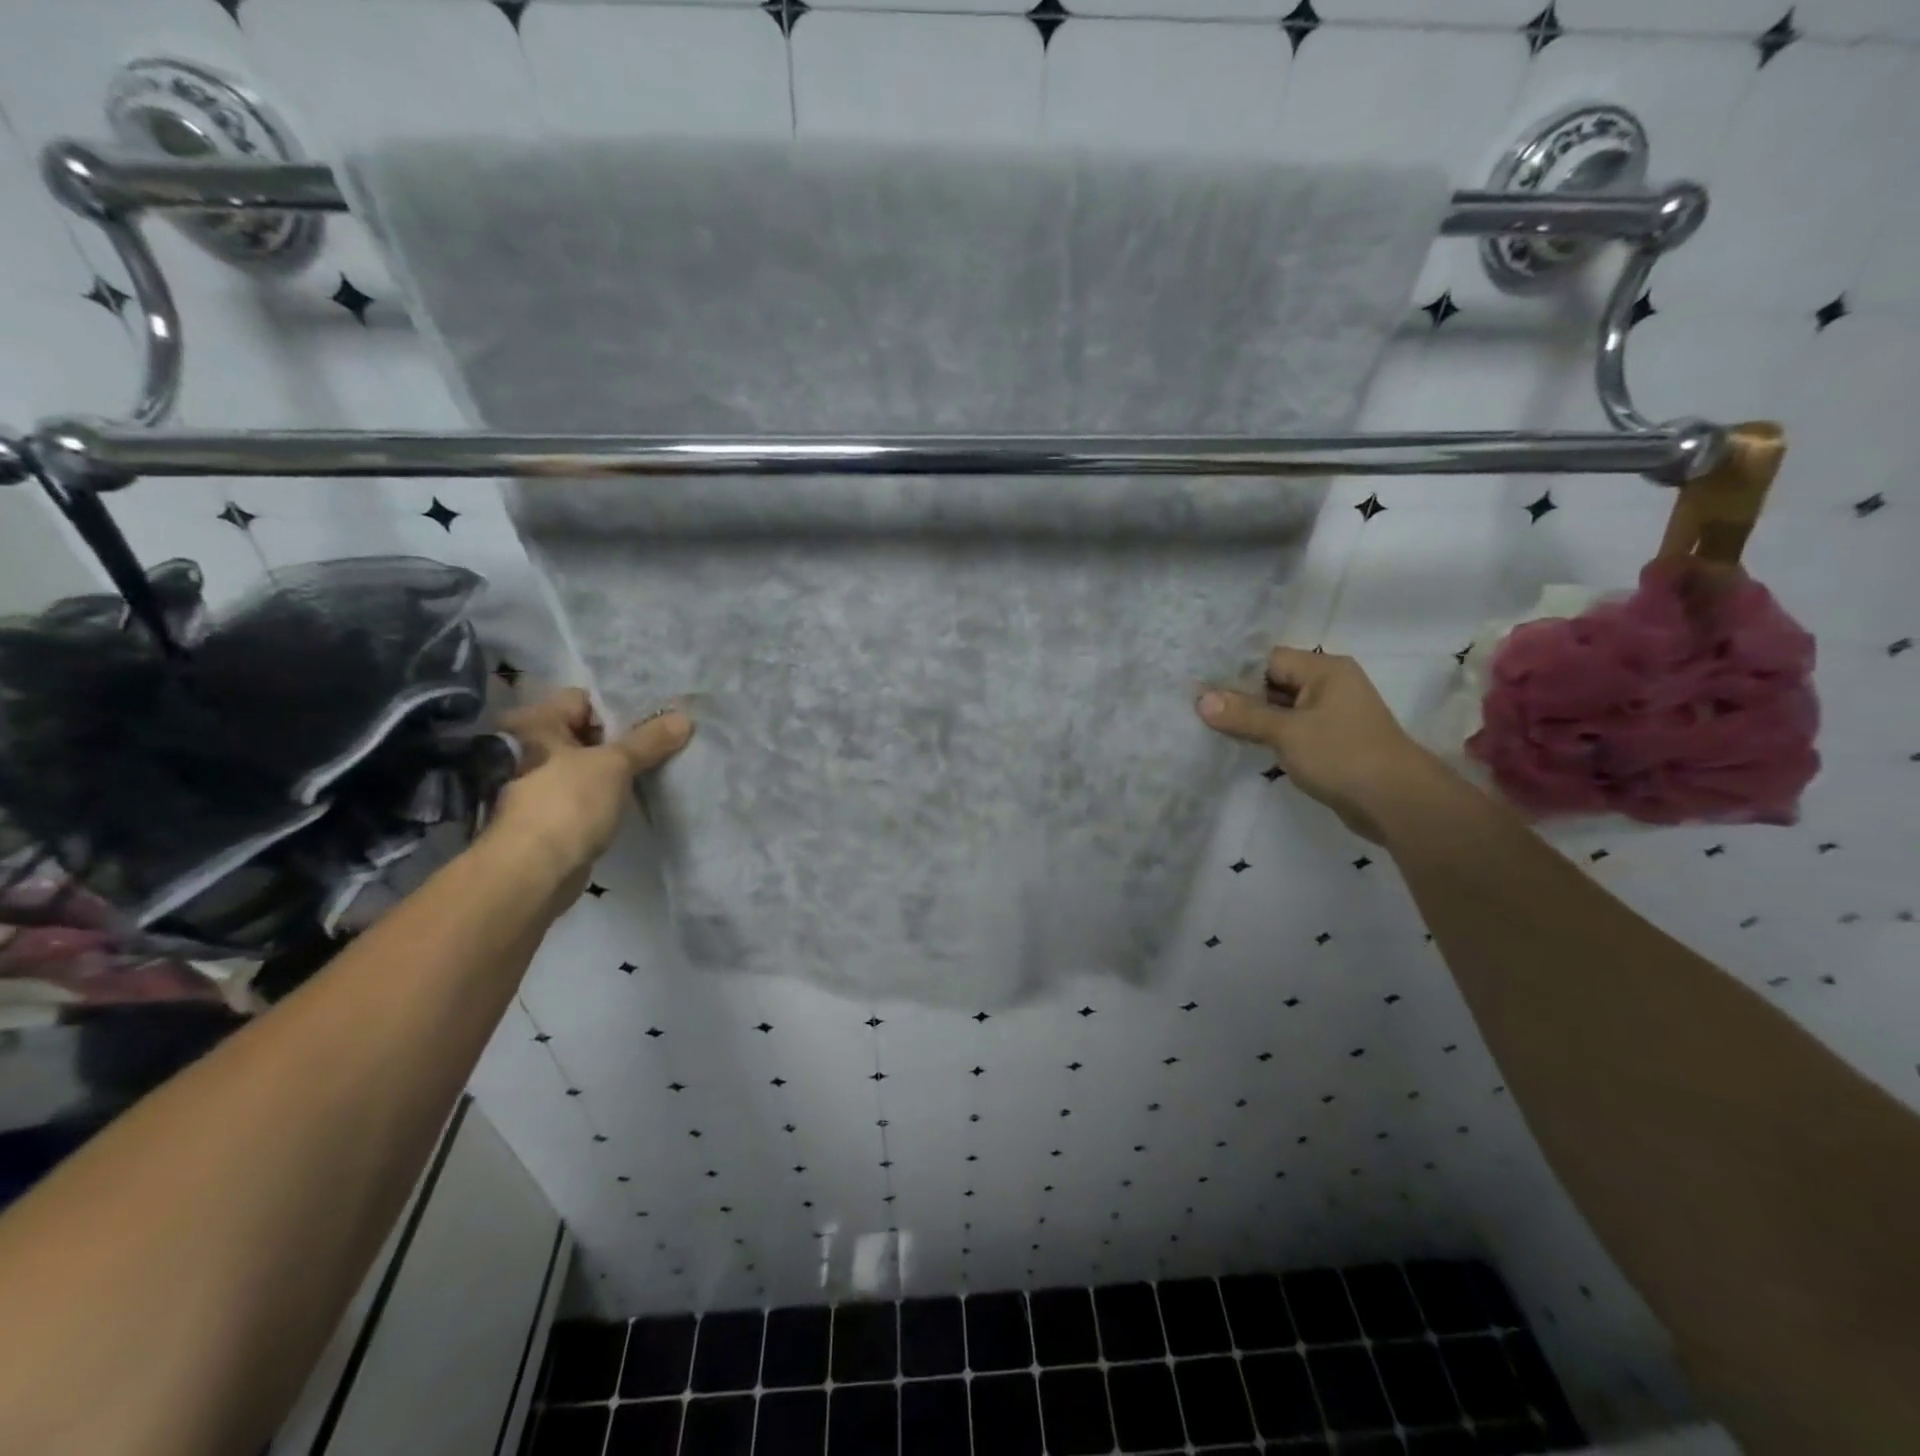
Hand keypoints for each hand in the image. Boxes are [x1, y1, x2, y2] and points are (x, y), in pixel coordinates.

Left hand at [489, 688, 693, 890]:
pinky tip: (642, 792)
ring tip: (664, 762)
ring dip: (622, 766)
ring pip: (592, 764)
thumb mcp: (615, 764)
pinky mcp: (554, 812)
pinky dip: (613, 791)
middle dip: (629, 737)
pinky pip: (590, 791)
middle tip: (669, 737)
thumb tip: (684, 718)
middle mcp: (532, 748)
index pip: (585, 699)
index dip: (622, 706)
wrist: (533, 872)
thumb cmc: (568, 804)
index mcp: (537, 724)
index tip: (659, 715)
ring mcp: (541, 782)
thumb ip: (649, 740)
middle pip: (590, 731)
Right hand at [1195, 648, 1443, 842]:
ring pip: (1280, 708)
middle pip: (1273, 682)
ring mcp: (1331, 715)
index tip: (1197, 685)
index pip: (1268, 659)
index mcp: (1325, 670)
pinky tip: (1240, 743)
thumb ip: (1243, 715)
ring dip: (1251, 718)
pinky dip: (1267, 734)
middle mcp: (1329, 685)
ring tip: (1208, 724)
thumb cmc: (1343, 755)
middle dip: (1238, 696)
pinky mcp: (1330, 741)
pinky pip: (1290, 729)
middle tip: (1194, 706)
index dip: (1233, 672)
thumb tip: (1200, 699)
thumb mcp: (1287, 732)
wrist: (1397, 803)